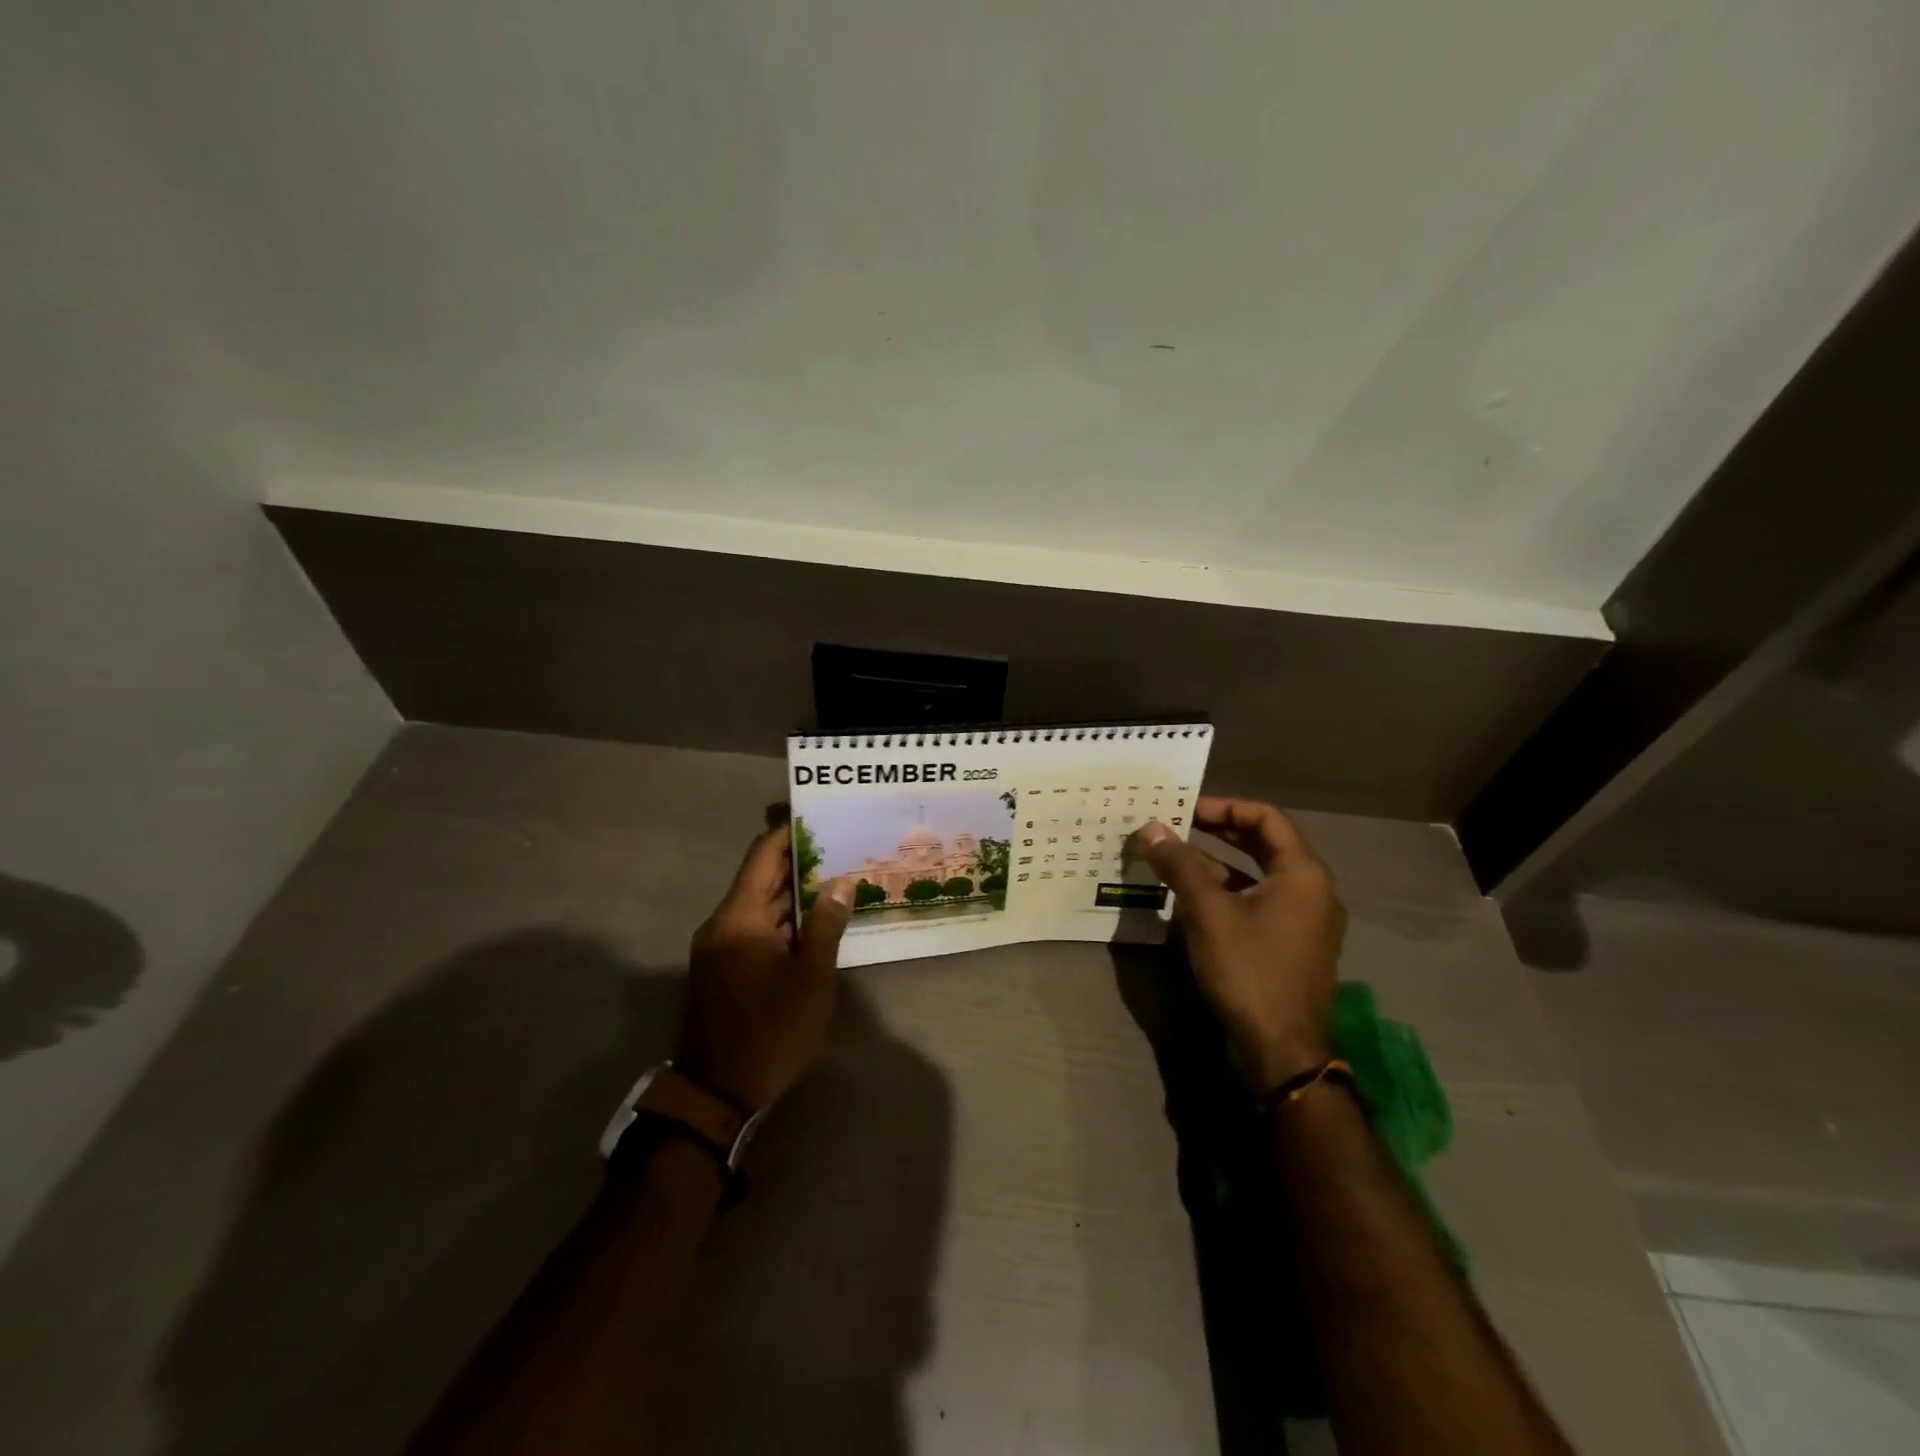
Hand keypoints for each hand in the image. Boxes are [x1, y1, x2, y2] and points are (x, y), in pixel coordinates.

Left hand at [674, 826, 853, 1111]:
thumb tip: (840, 882)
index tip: (819, 817)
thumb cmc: (770, 1029)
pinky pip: (754, 929)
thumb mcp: (810, 977)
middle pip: (761, 878)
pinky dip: (783, 921)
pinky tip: (815, 924)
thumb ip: (826, 924)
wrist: (716, 1093)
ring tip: (836, 881)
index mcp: (739, 916)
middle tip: (842, 850)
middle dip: (800, 864)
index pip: (763, 855)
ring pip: (760, 906)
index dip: (789, 833)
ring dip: (794, 896)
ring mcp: (719, 948)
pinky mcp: (723, 969)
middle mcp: (723, 923)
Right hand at [1130, 798, 1346, 1096]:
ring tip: (1173, 860)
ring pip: (1257, 875)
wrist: (1280, 1050)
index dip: (1224, 806)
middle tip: (1176, 826)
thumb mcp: (1207, 913)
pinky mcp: (1290, 944)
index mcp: (1303, 874)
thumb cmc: (1249, 970)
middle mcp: (1311, 890)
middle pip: (1264, 844)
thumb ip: (1180, 865)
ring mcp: (1304, 920)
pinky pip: (1257, 902)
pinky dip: (1226, 893)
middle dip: (1218, 832)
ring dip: (1217, 864)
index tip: (1185, 808)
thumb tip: (1150, 827)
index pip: (1266, 818)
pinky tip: (1189, 899)